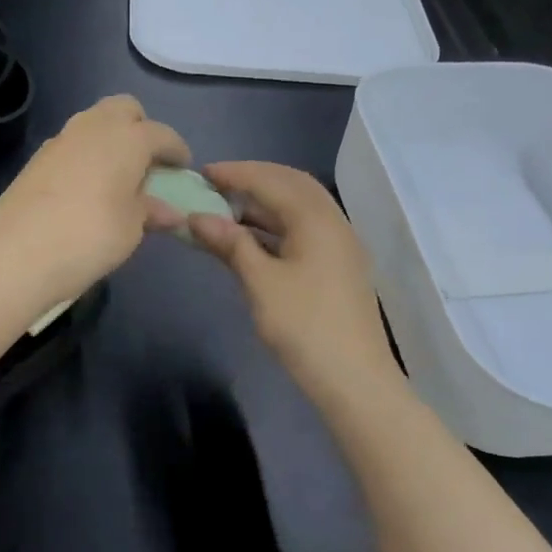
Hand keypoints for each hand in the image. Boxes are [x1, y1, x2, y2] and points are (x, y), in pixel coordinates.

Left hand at [0, 95, 190, 306]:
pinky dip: (87, 155)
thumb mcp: (132, 228)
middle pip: (124, 109)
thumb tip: (169, 211)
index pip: (162, 134)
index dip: (176, 150)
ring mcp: (62, 139)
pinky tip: (87, 187)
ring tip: (118, 176)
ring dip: (111, 140)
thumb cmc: (91, 236)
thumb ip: (150, 211)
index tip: (183, 168)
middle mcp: (94, 127)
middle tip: (147, 162)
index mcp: (127, 138)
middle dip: (140, 128)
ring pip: (94, 122)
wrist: (18, 253)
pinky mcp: (38, 158)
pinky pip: (73, 144)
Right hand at [189, 161, 402, 406]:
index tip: (201, 172)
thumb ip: (231, 244)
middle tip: (216, 185)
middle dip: (253, 179)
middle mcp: (333, 222)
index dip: (234, 174)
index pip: (270, 181)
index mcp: (316, 219)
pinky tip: (252, 238)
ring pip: (299, 208)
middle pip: (291, 185)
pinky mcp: (338, 266)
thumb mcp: (260, 283)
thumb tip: (197, 216)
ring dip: (264, 202)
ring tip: (227, 208)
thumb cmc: (304, 327)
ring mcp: (339, 245)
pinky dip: (275, 225)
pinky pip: (304, 229)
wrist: (354, 379)